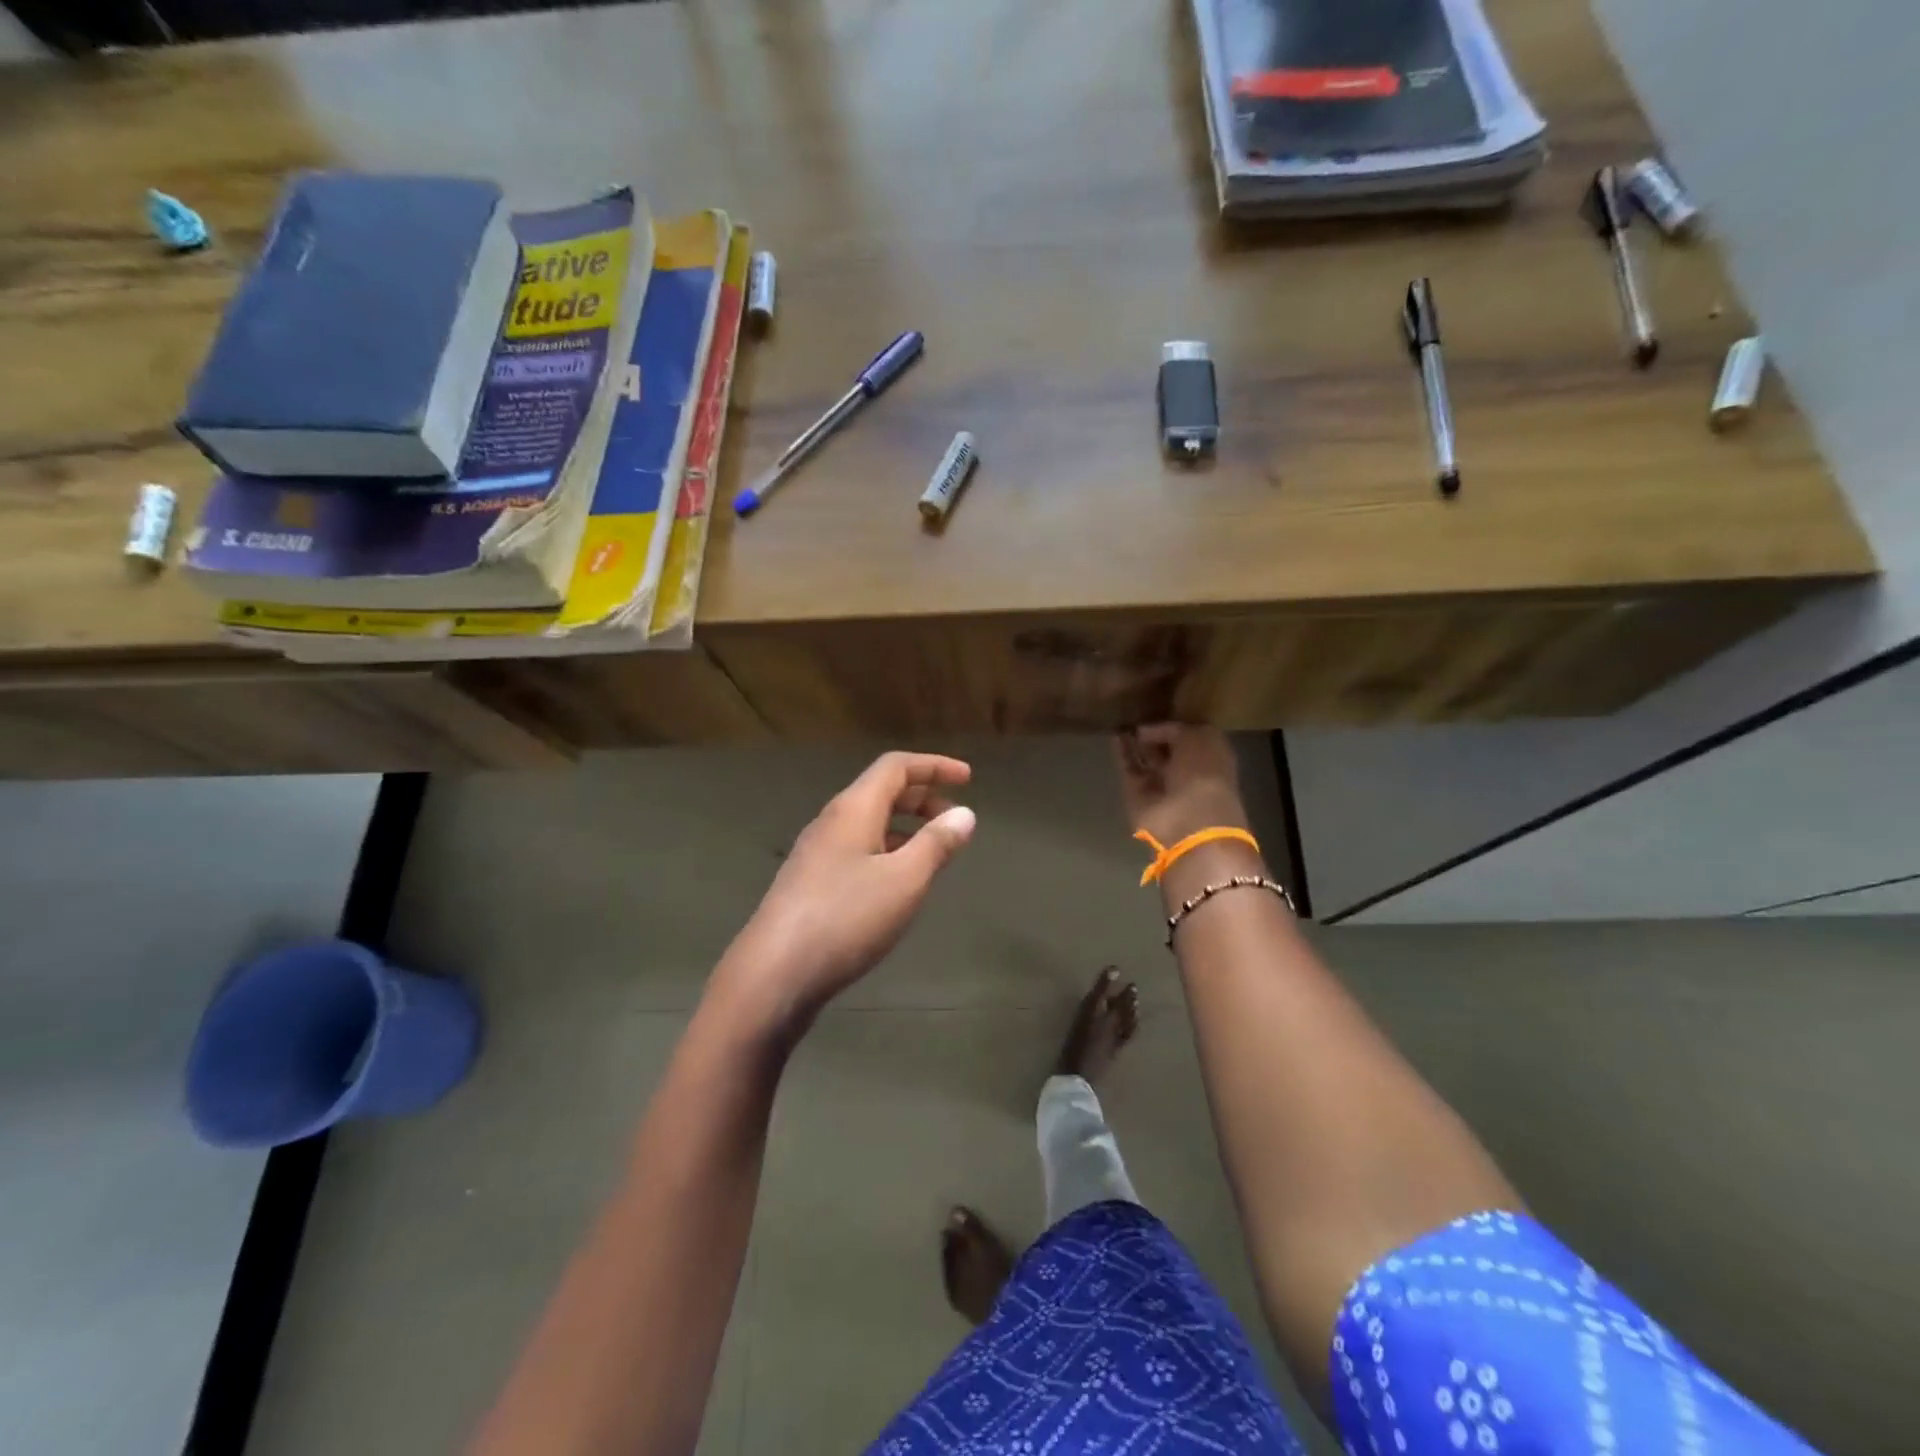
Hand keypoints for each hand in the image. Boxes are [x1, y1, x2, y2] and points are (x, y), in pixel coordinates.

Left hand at [717, 752, 975, 1030]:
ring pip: (868, 823)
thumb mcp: (904, 880)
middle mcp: (831, 822)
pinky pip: (857, 849)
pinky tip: (898, 882)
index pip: (896, 766)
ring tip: (933, 851)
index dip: (934, 766)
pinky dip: (886, 850)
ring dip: (905, 826)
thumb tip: (965, 813)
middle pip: (881, 791)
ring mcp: (816, 853)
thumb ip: (936, 843)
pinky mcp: (810, 883)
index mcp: (853, 809)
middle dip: (922, 797)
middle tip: (955, 818)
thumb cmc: (846, 918)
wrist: (774, 973)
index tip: (968, 778)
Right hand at [1113, 724, 1248, 845]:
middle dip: (1153, 733)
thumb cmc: (1203, 775)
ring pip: (1146, 759)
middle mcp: (1187, 771)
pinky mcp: (1138, 796)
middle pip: (1166, 749)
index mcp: (1211, 757)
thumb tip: (1146, 731)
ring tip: (1120, 719)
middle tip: (1135, 712)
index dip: (1175, 723)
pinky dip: (1122, 754)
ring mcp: (1161, 786)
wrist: (1188, 823)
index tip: (1158, 707)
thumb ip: (1174, 729)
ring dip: (1134, 742)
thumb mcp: (1198, 738)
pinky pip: (1129, 769)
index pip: (1190, 736)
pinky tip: (1114, 734)